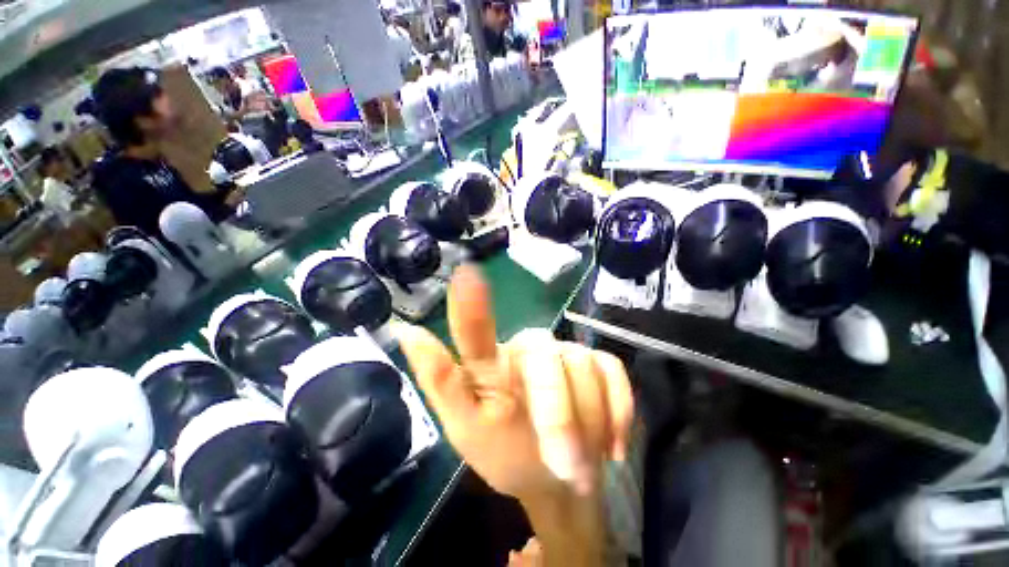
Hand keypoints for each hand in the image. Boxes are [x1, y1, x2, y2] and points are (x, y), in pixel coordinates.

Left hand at [396, 265, 632, 499]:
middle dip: (558, 415)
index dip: (472, 307)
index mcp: (490, 364)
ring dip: (587, 425)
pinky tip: (611, 444)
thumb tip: (407, 332)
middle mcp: (528, 347)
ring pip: (583, 370)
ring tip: (579, 461)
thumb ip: (441, 381)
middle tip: (566, 466)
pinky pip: (614, 375)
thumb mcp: (465, 428)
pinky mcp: (600, 364)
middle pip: (546, 359)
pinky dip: (618, 412)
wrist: (555, 479)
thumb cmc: (504, 453)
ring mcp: (566, 353)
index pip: (476, 331)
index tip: (467, 276)